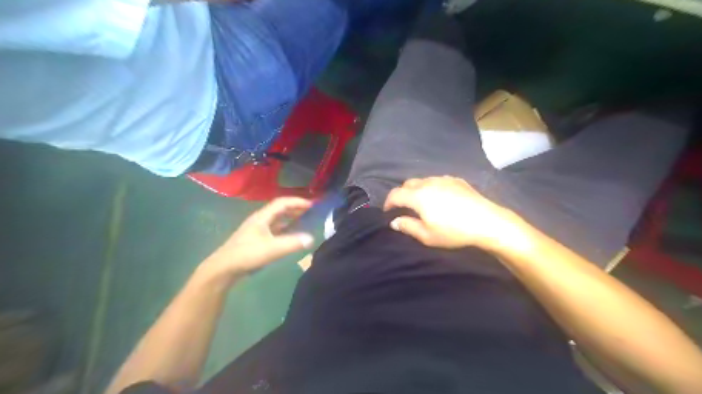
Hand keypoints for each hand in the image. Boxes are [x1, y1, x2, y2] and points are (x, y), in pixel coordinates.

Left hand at [198, 199, 312, 280]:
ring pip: (277, 219)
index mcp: (262, 217)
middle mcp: (260, 220)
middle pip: (280, 209)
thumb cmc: (247, 255)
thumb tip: (311, 238)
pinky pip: (275, 228)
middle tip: (311, 211)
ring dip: (291, 217)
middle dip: (295, 208)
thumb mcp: (272, 249)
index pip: (282, 203)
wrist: (223, 268)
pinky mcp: (256, 239)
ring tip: (304, 219)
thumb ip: (292, 243)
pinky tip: (291, 234)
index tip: (312, 205)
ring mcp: (257, 229)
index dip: (297, 202)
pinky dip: (285, 228)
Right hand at [384, 177, 520, 250]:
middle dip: (401, 194)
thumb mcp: (427, 235)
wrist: (487, 221)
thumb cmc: (454, 231)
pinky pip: (437, 180)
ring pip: (422, 180)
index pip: (395, 194)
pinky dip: (431, 187)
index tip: (387, 211)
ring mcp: (443, 179)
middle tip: (403, 207)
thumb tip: (394, 221)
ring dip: (416, 189)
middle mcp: (428, 183)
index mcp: (418, 196)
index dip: (388, 202)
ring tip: (420, 202)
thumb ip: (407, 226)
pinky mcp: (456, 180)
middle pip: (407, 184)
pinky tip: (439, 197)